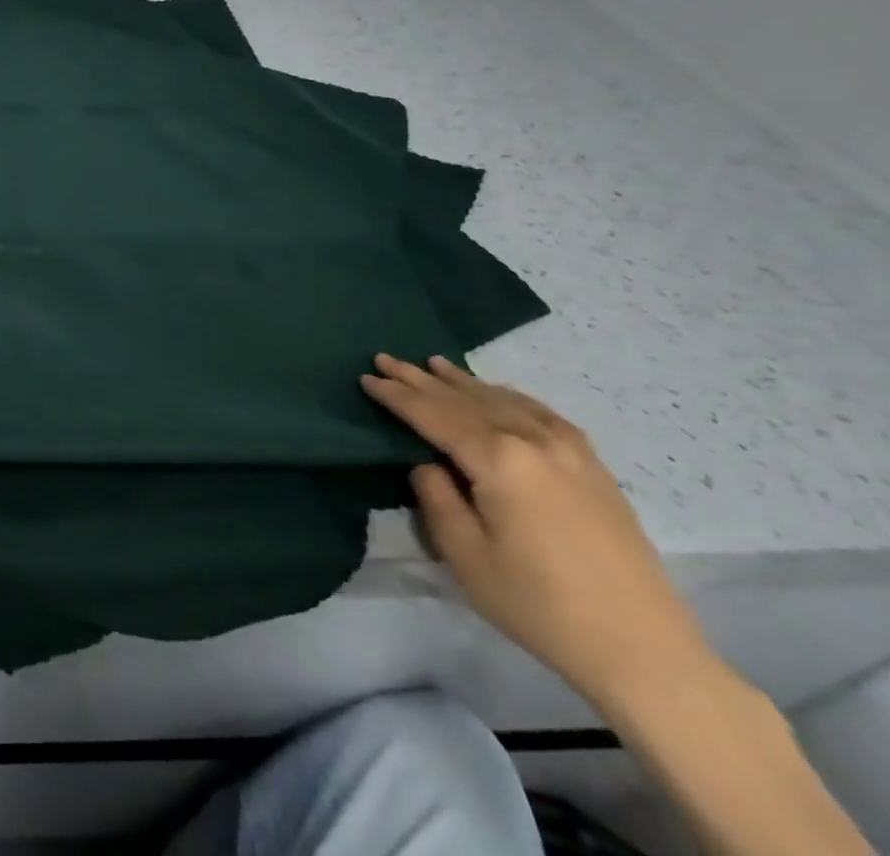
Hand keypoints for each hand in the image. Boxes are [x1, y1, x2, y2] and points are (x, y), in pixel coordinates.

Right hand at [362, 353, 710, 713]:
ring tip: (433, 363)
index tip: (366, 378)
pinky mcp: (594, 469)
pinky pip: (541, 414)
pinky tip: (496, 393)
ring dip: (463, 382)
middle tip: (385, 359)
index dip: (396, 396)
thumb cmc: (539, 604)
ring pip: (503, 400)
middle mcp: (534, 441)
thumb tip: (429, 465)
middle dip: (421, 379)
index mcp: (499, 459)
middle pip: (465, 399)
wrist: (644, 652)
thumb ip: (436, 496)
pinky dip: (508, 396)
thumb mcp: (464, 553)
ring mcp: (571, 452)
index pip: (432, 414)